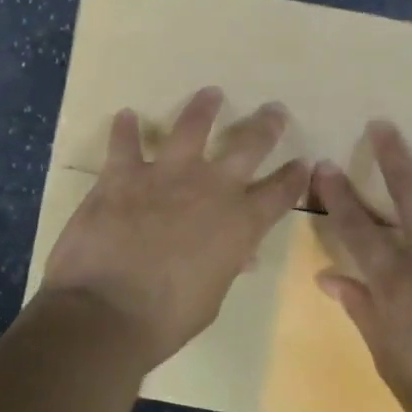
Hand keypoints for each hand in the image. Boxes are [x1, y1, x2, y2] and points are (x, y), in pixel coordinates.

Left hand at [40, 86, 310, 366]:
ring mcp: (166, 175)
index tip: (304, 162)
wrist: (107, 312)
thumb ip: (225, 265)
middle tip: (275, 110)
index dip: (295, 176)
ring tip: (211, 93)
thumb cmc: (167, 317)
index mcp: (240, 223)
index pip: (280, 192)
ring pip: (192, 127)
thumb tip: (239, 255)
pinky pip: (125, 143)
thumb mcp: (212, 296)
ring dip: (203, 108)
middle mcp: (211, 188)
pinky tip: (125, 115)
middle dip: (266, 126)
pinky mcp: (123, 174)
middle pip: (248, 145)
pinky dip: (124, 129)